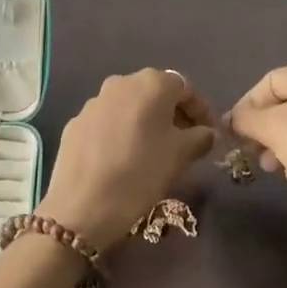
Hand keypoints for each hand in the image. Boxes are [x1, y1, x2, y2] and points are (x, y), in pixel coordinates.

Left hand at [36, 69, 216, 251]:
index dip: (201, 110)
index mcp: (151, 84)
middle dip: (173, 114)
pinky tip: (124, 158)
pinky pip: (108, 121)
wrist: (81, 205)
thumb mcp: (180, 156)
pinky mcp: (76, 122)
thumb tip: (206, 132)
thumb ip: (199, 137)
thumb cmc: (141, 173)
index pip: (185, 87)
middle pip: (155, 92)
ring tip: (155, 151)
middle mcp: (121, 82)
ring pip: (130, 105)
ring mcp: (94, 101)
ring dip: (146, 122)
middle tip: (185, 142)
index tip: (209, 135)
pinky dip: (122, 131)